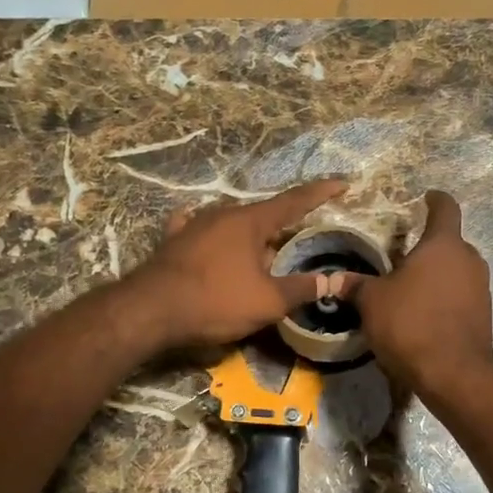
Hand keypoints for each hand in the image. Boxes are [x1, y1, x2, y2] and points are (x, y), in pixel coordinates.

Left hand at [124, 180, 352, 352]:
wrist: (150, 311)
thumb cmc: (216, 302)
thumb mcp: (267, 302)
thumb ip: (301, 289)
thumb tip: (331, 281)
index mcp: (251, 221)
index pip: (295, 201)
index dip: (321, 193)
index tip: (342, 182)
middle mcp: (223, 213)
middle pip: (263, 216)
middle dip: (281, 229)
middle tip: (295, 246)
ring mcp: (195, 224)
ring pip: (232, 224)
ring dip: (249, 237)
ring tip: (258, 257)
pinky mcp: (173, 240)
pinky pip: (199, 229)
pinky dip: (212, 235)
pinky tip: (207, 234)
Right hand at [354, 191, 492, 397]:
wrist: (453, 374)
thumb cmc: (411, 324)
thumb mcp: (373, 302)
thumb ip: (356, 286)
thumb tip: (333, 279)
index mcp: (444, 245)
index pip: (446, 208)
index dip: (435, 199)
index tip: (427, 197)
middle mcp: (469, 260)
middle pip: (451, 242)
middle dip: (429, 246)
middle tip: (404, 255)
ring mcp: (481, 288)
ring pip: (457, 270)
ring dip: (438, 274)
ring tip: (412, 287)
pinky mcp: (484, 315)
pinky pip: (462, 295)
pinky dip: (445, 298)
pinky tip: (425, 314)